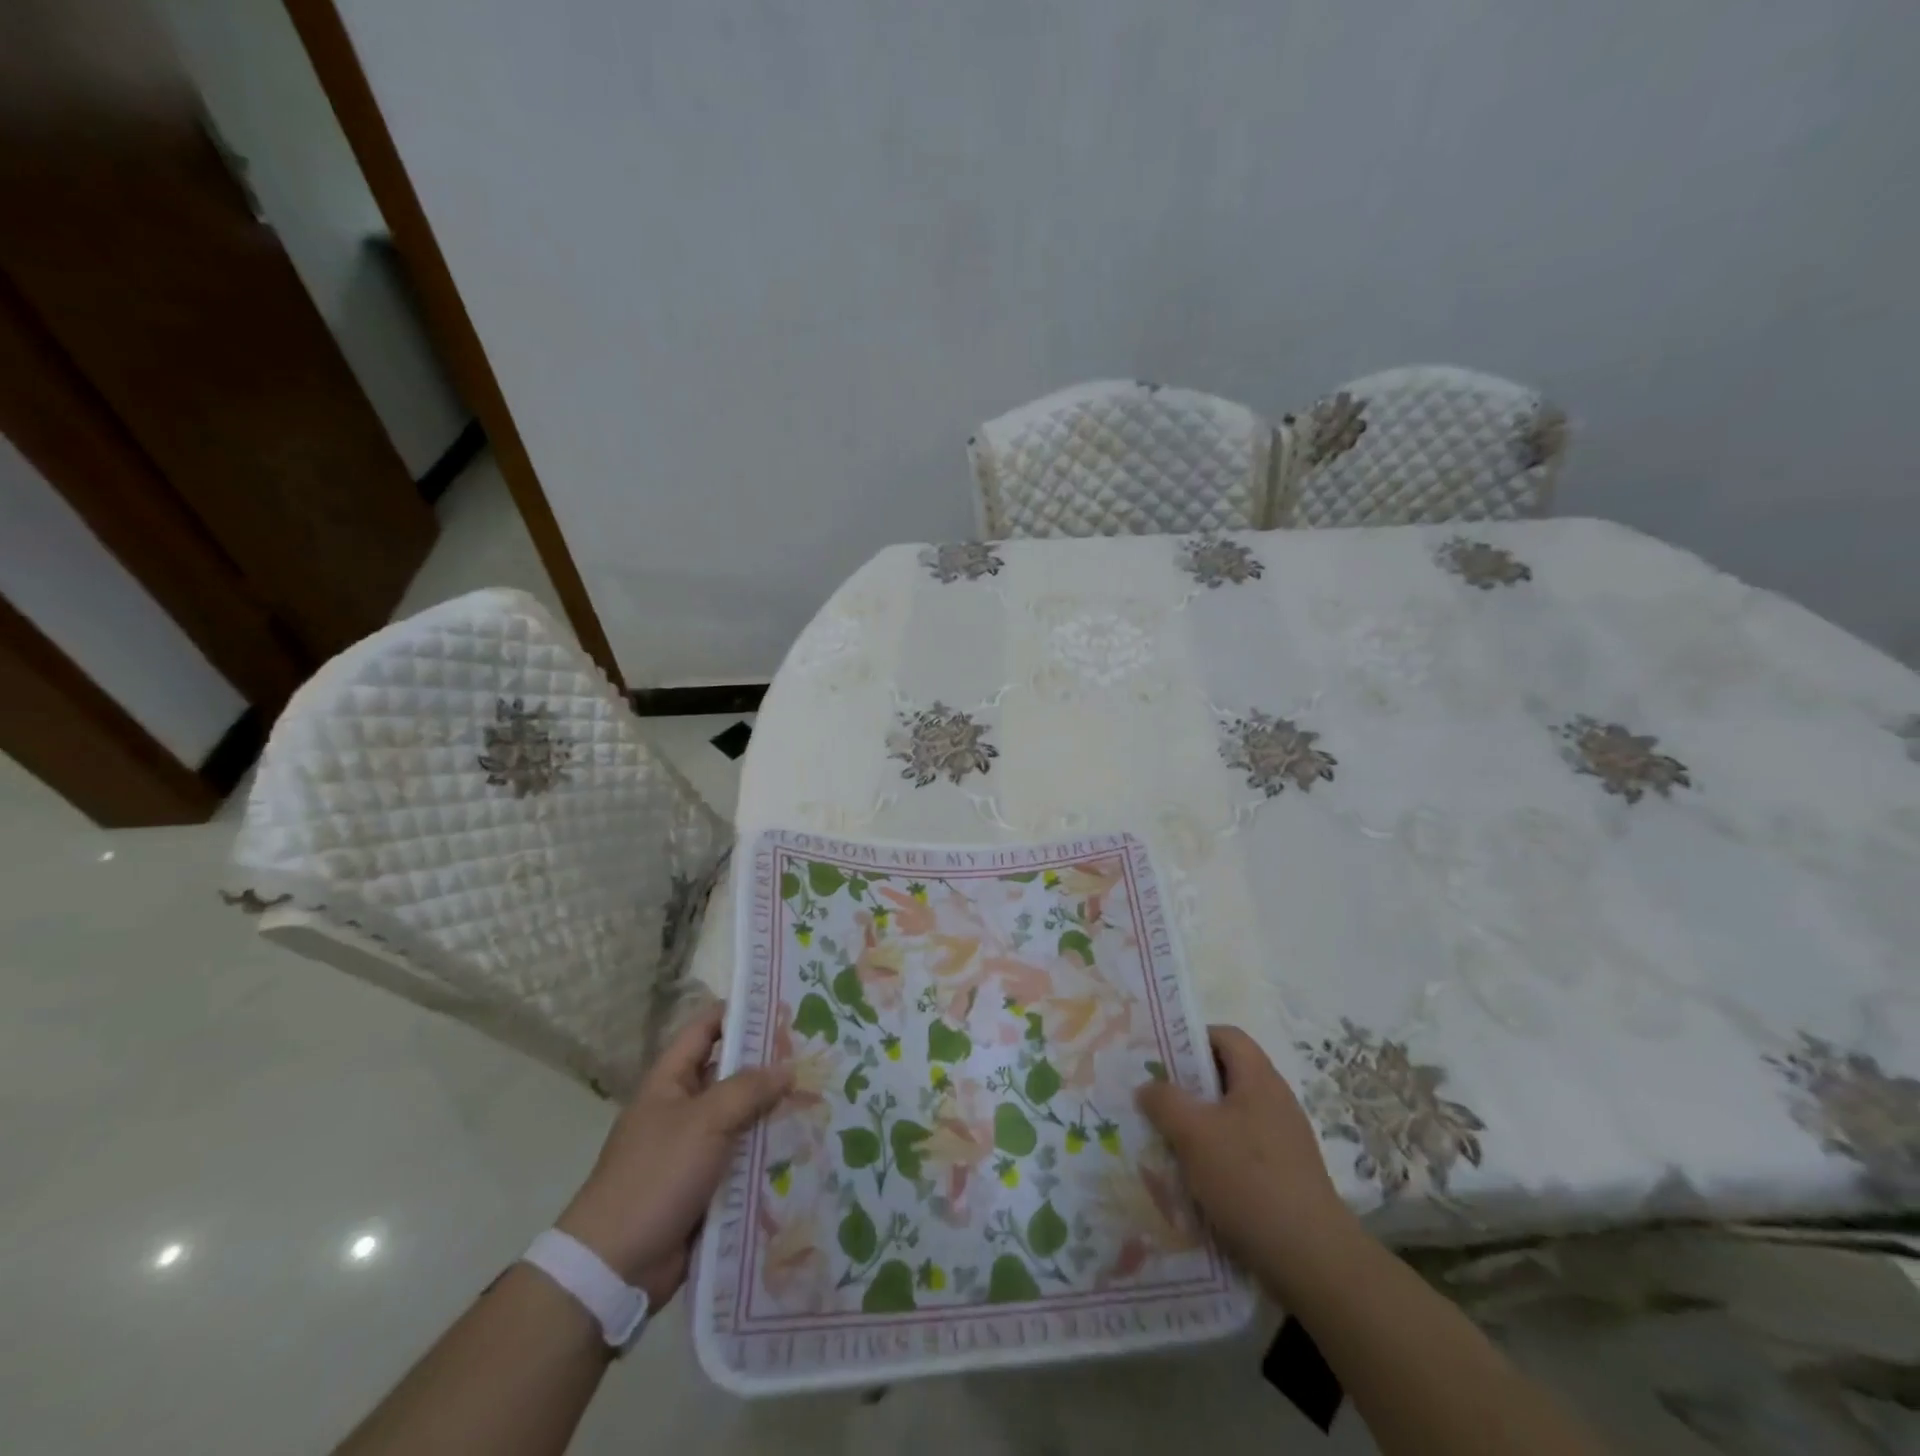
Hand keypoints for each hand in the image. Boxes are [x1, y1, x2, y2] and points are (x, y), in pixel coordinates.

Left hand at [556, 1002, 791, 1305]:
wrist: (615, 1266)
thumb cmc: (656, 1175)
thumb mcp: (704, 1121)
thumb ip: (748, 1089)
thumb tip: (787, 1067)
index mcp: (671, 1081)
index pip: (706, 1030)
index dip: (739, 1013)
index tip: (783, 1004)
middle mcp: (683, 1108)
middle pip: (732, 1074)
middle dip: (770, 1064)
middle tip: (817, 1052)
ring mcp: (695, 1148)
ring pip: (743, 1118)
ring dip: (776, 1111)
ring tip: (824, 1095)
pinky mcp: (707, 1185)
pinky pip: (745, 1158)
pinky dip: (770, 1152)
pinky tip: (808, 1144)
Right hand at [1136, 1024, 1354, 1292]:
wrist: (1312, 1260)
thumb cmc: (1249, 1180)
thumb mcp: (1193, 1133)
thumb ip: (1164, 1101)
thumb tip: (1148, 1086)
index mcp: (1259, 1079)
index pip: (1226, 1036)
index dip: (1192, 1038)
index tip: (1160, 1058)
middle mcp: (1275, 1101)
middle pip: (1226, 1076)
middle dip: (1188, 1086)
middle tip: (1154, 1100)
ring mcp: (1283, 1140)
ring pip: (1230, 1117)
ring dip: (1198, 1125)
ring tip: (1166, 1141)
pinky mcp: (1284, 1176)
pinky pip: (1241, 1150)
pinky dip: (1215, 1156)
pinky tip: (1194, 1180)